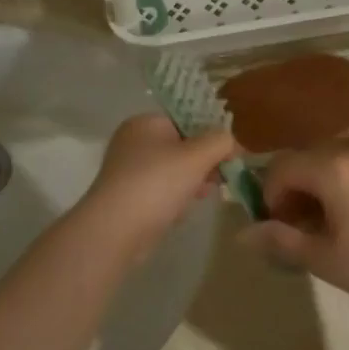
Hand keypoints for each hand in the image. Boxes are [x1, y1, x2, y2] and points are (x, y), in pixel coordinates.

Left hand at [75, 114, 235, 263]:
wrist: (116, 229)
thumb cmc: (157, 183)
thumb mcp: (197, 156)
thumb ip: (220, 141)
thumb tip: (231, 141)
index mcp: (145, 123)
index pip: (186, 120)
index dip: (212, 134)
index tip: (232, 153)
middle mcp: (133, 142)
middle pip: (181, 146)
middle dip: (204, 161)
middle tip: (222, 177)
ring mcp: (129, 171)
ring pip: (173, 170)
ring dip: (193, 181)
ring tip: (206, 193)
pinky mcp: (129, 197)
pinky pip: (161, 191)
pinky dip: (175, 198)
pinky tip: (184, 210)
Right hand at [245, 143, 348, 315]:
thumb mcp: (321, 258)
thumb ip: (278, 240)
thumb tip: (241, 233)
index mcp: (332, 168)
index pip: (282, 167)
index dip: (270, 194)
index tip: (279, 224)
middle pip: (309, 159)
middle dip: (296, 187)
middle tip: (301, 224)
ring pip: (338, 162)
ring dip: (323, 185)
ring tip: (332, 221)